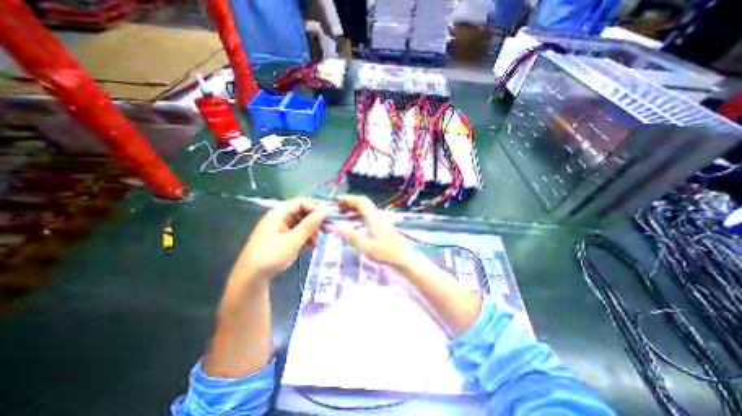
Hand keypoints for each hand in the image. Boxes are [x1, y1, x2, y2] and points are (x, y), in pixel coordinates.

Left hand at [234, 197, 327, 280]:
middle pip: (302, 212)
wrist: (251, 277)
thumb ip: (310, 224)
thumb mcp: (294, 240)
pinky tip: (311, 245)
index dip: (314, 209)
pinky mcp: (280, 238)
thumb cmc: (271, 256)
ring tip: (318, 242)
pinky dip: (305, 237)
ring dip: (312, 230)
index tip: (325, 220)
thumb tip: (324, 211)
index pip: (301, 202)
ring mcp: (279, 228)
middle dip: (315, 221)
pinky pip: (296, 232)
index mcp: (279, 213)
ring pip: (301, 223)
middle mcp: (279, 218)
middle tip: (328, 230)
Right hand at [336, 195, 414, 268]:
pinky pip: (368, 215)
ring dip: (353, 208)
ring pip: (366, 209)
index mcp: (374, 218)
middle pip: (363, 203)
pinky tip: (352, 220)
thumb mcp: (366, 247)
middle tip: (337, 206)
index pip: (361, 202)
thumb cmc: (385, 253)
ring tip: (341, 212)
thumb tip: (339, 227)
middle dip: (349, 202)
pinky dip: (358, 215)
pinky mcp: (382, 224)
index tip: (337, 199)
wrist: (403, 257)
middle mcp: (378, 215)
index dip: (348, 199)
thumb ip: (352, 236)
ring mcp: (381, 219)